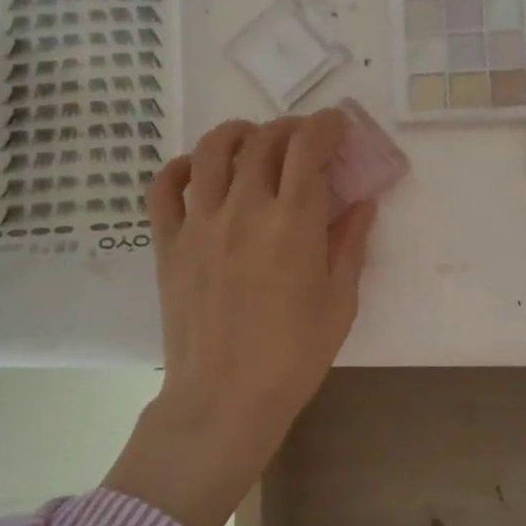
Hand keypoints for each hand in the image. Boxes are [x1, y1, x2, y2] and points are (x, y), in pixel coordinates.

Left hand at [103, 111, 377, 525]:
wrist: (223, 400)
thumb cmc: (293, 357)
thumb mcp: (339, 302)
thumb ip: (350, 244)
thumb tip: (362, 202)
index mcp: (293, 225)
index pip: (308, 147)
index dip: (326, 125)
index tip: (337, 126)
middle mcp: (245, 210)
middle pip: (264, 140)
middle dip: (291, 128)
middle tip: (304, 141)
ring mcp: (200, 224)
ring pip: (211, 150)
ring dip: (238, 133)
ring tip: (253, 140)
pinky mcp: (168, 243)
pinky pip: (163, 187)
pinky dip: (180, 166)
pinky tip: (198, 170)